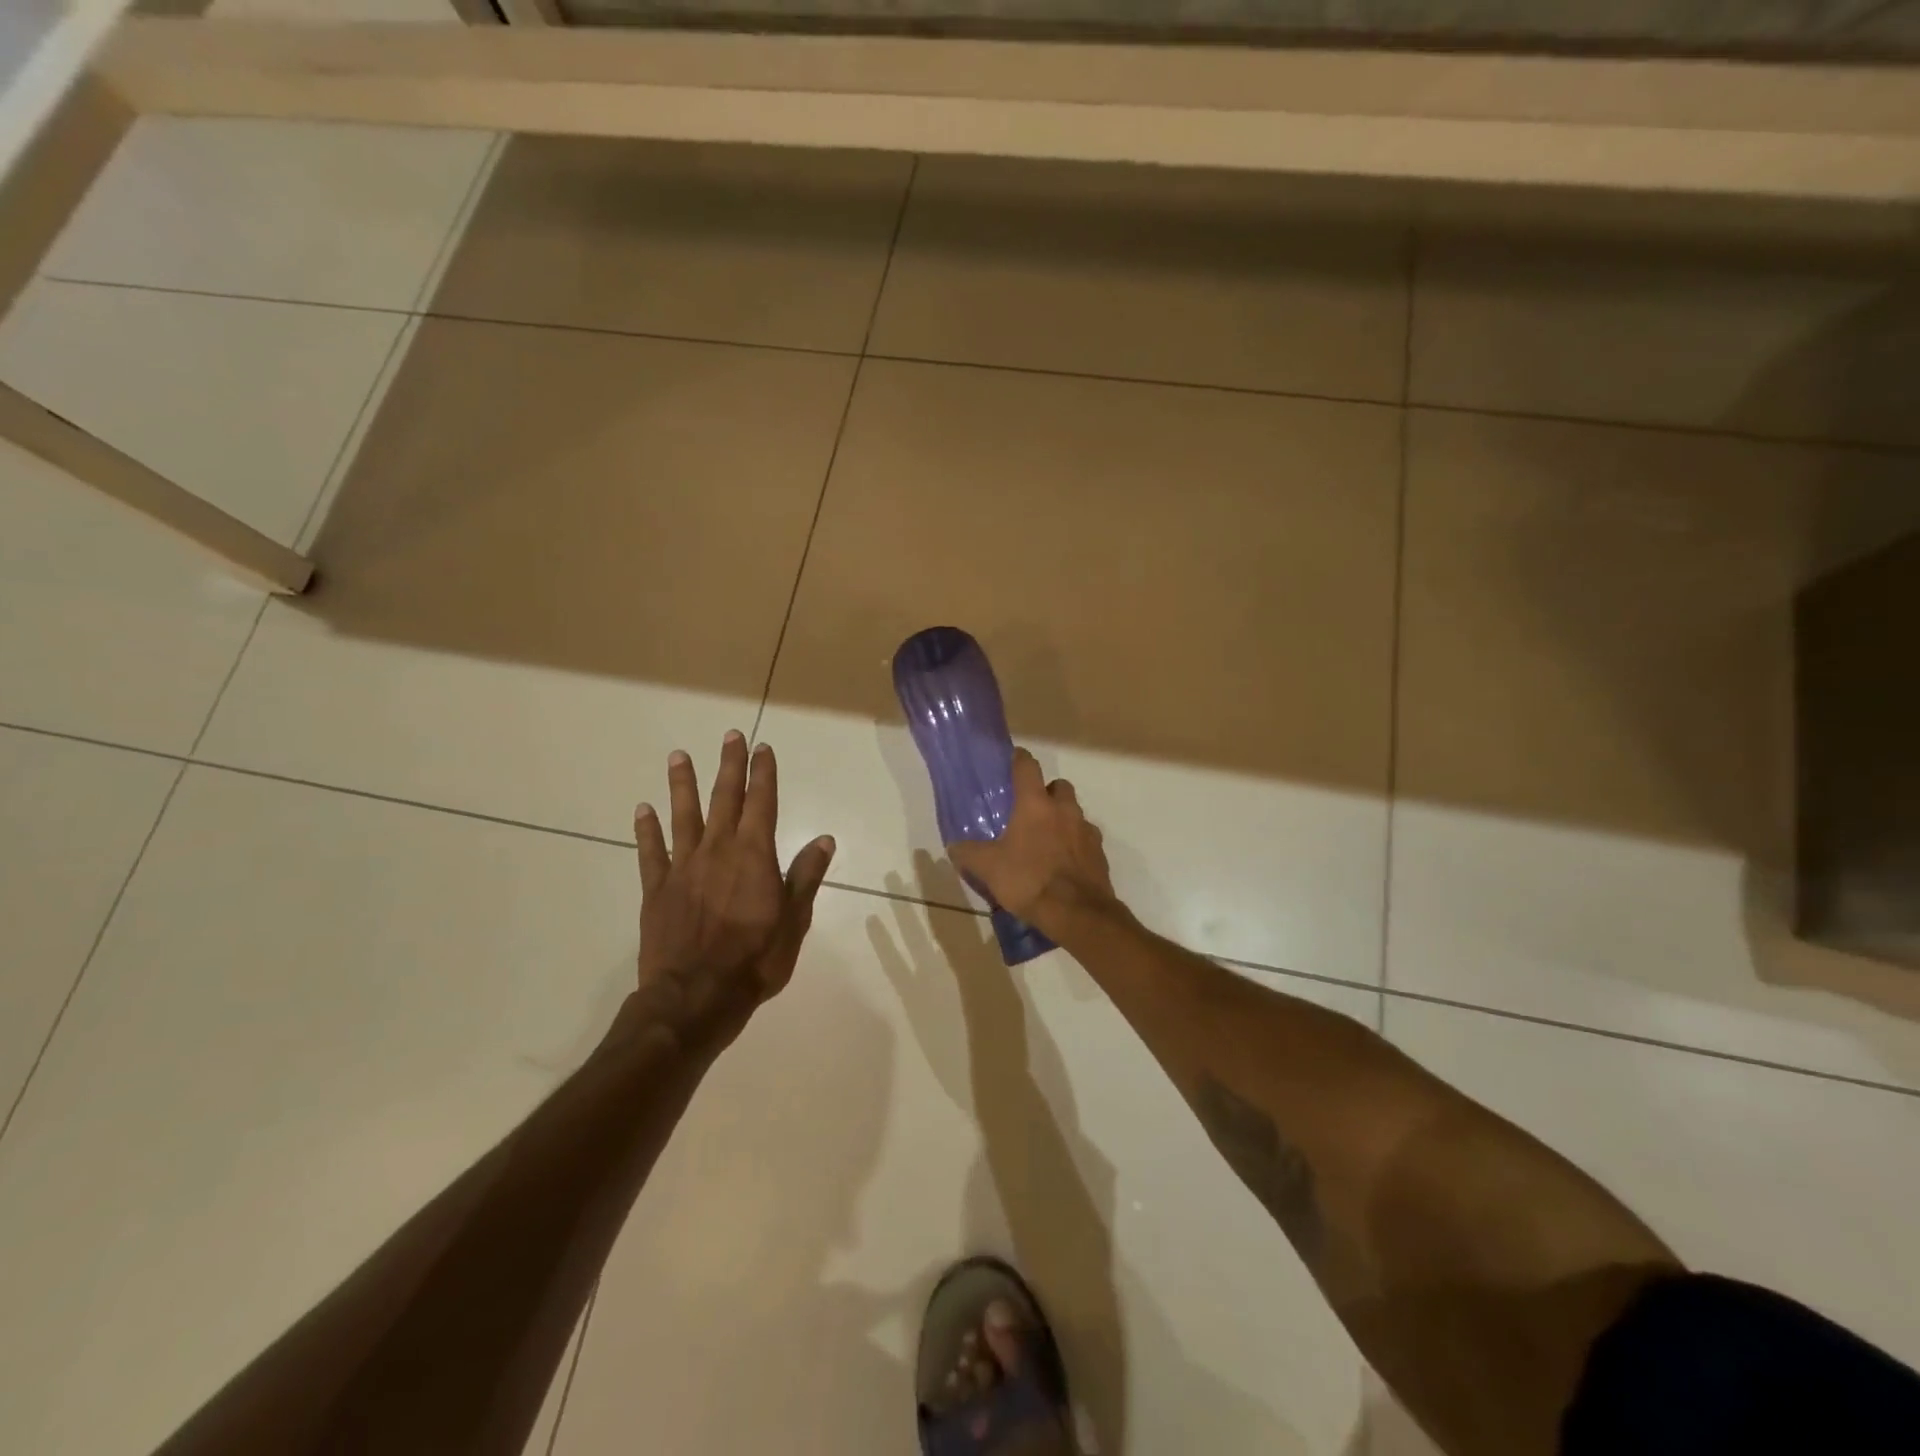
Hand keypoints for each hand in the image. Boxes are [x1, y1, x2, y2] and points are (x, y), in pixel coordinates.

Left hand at [632, 732, 834, 1044]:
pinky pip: (651, 851)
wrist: (697, 996)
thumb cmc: (755, 960)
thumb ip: (805, 876)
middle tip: (730, 736)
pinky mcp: (657, 888)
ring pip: (683, 815)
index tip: (762, 748)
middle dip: (729, 766)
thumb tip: (824, 839)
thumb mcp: (794, 920)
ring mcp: (683, 867)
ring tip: (679, 756)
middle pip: (724, 798)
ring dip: (682, 784)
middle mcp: (718, 850)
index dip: (763, 774)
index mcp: (754, 855)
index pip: (762, 803)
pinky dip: (647, 829)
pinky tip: (642, 809)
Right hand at [947, 748, 1118, 934]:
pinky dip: (1074, 844)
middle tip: (1030, 810)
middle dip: (1046, 792)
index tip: (1013, 760)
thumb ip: (969, 853)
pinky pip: (1085, 839)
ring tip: (1045, 841)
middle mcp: (1064, 810)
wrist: (1077, 913)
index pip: (1028, 767)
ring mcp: (1086, 830)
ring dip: (1062, 819)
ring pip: (1074, 813)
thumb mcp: (988, 868)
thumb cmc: (1028, 880)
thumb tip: (954, 846)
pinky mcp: (1099, 853)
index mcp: (1035, 805)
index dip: (1019, 760)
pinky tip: (1062, 863)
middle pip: (1058, 786)